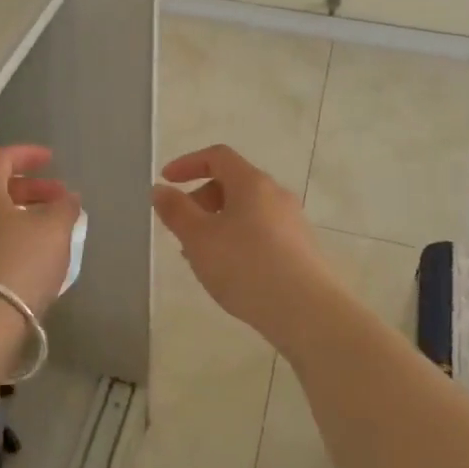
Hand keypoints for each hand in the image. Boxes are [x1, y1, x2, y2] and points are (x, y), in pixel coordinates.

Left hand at [0, 145, 79, 317]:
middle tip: (58, 201)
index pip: (0, 159)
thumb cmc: (18, 264)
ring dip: (17, 217)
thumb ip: (64, 207)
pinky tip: (26, 260)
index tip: (51, 160)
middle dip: (29, 190)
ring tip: (46, 232)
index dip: (27, 154)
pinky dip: (5, 241)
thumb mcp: (54, 230)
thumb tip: (67, 198)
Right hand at [152, 144, 338, 341]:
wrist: (307, 311)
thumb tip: (161, 189)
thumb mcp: (199, 238)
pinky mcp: (301, 249)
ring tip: (201, 257)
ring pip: (246, 212)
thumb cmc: (246, 266)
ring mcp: (292, 222)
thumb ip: (176, 211)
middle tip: (181, 229)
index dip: (188, 164)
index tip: (166, 181)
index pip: (218, 156)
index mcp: (252, 183)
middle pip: (233, 183)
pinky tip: (230, 273)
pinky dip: (238, 241)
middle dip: (201, 200)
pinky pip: (261, 233)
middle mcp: (276, 195)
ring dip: (218, 224)